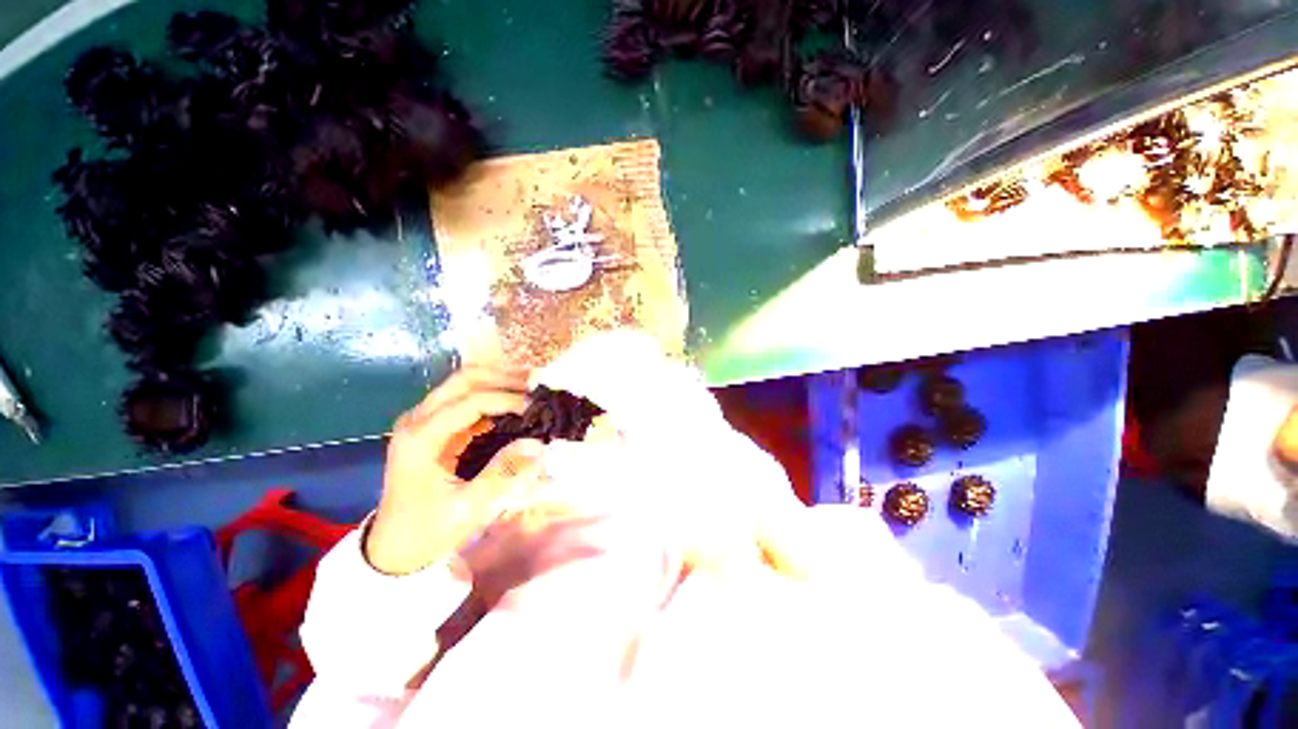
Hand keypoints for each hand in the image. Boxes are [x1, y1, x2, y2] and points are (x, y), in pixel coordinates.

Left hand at [365, 367, 546, 575]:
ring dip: (499, 382)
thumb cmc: (428, 530)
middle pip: (465, 379)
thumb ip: (503, 472)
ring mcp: (422, 420)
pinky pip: (465, 399)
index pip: (471, 401)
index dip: (508, 399)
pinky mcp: (432, 426)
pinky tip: (514, 404)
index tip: (537, 406)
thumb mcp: (468, 508)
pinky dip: (493, 396)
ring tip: (531, 390)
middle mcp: (417, 420)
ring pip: (465, 383)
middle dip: (505, 378)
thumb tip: (537, 443)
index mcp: (421, 438)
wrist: (393, 547)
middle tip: (538, 387)